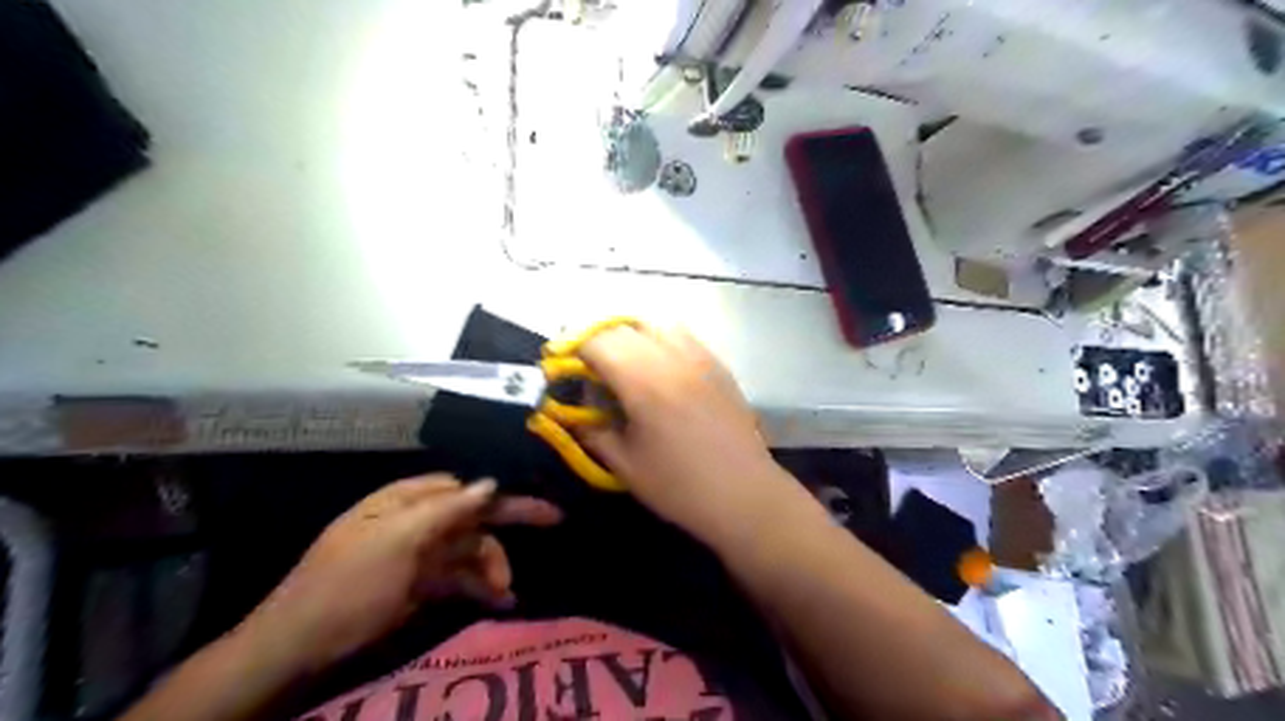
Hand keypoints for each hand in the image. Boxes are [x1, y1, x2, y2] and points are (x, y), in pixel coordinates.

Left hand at [243, 476, 560, 673]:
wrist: (299, 646)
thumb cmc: (349, 584)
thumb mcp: (397, 540)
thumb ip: (446, 509)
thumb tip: (491, 482)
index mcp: (407, 499)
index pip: (467, 487)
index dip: (502, 493)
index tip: (536, 504)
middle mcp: (417, 519)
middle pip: (474, 514)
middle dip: (510, 522)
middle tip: (554, 519)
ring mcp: (418, 553)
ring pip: (470, 548)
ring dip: (493, 565)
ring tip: (509, 591)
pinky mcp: (419, 584)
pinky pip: (459, 577)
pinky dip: (479, 586)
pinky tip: (500, 601)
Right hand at [574, 323, 794, 537]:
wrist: (744, 494)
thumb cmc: (679, 486)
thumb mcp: (624, 465)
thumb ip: (592, 431)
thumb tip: (573, 411)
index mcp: (643, 381)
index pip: (597, 342)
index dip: (573, 350)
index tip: (563, 368)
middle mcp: (671, 357)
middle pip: (624, 327)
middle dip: (598, 341)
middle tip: (590, 368)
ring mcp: (700, 357)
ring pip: (656, 323)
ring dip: (631, 335)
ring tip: (624, 362)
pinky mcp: (718, 365)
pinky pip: (683, 336)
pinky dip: (660, 340)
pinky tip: (659, 369)